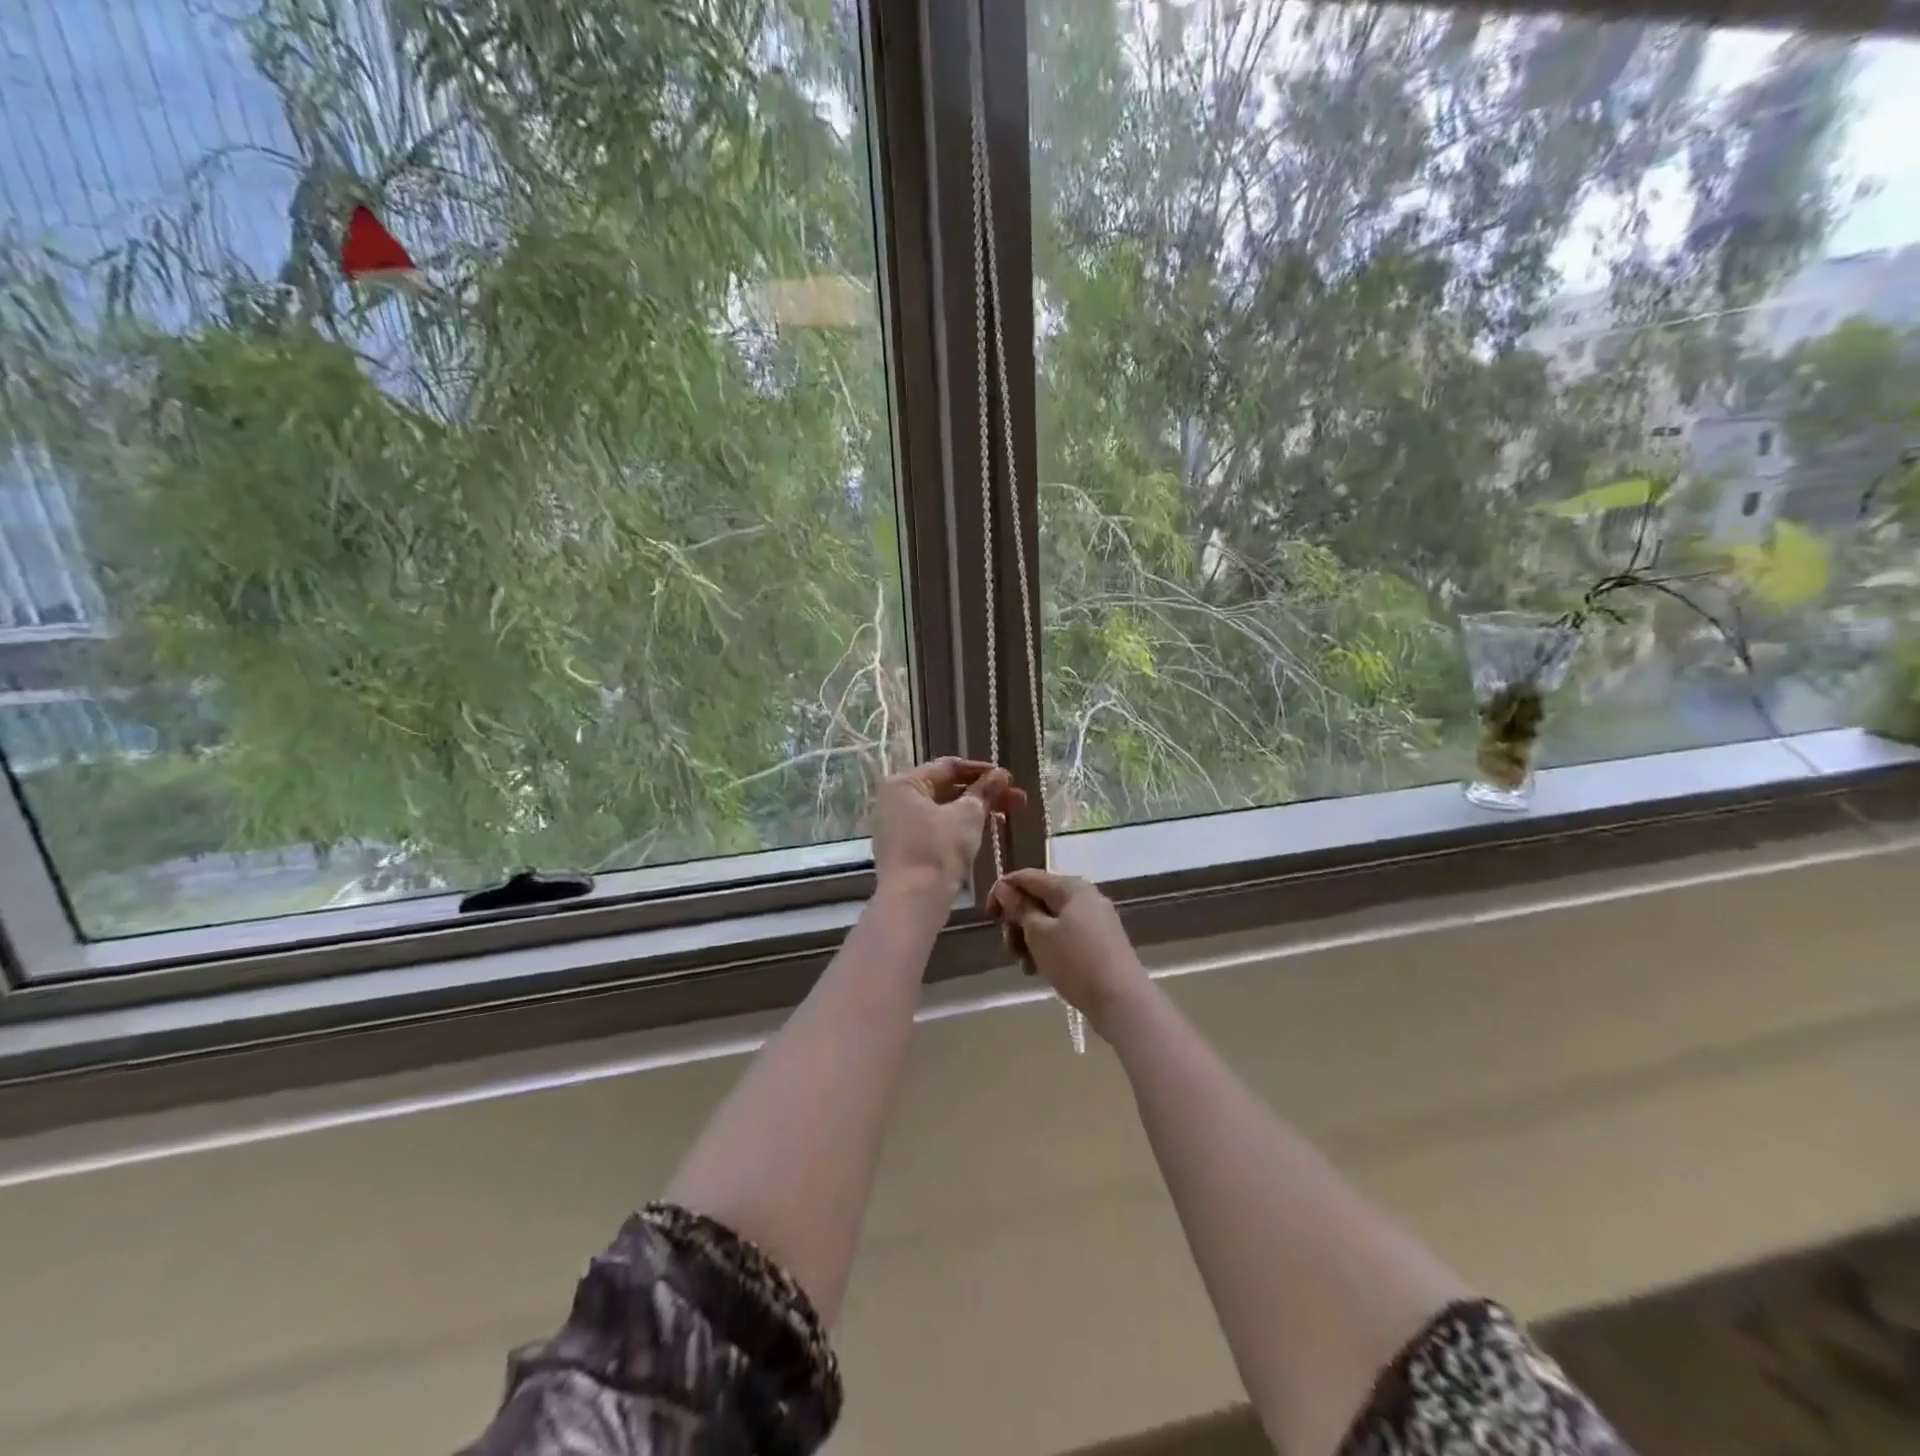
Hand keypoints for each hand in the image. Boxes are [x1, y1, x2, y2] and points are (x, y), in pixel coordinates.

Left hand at [870, 757, 1027, 896]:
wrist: (913, 902)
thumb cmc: (938, 850)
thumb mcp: (967, 816)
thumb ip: (985, 792)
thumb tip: (1001, 775)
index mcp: (904, 784)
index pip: (948, 767)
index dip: (982, 771)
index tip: (1009, 779)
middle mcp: (895, 801)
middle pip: (946, 789)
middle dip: (984, 793)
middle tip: (1017, 800)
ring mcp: (896, 828)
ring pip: (942, 811)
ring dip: (975, 811)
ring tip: (1007, 817)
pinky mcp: (903, 850)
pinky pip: (935, 830)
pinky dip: (958, 828)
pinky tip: (984, 833)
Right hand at [986, 869, 1148, 1035]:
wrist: (1122, 1001)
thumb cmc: (1075, 962)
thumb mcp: (1039, 934)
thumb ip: (1020, 908)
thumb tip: (1005, 888)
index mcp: (1071, 886)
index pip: (1027, 877)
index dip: (1002, 892)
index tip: (988, 917)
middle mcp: (1085, 897)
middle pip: (1038, 900)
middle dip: (1017, 922)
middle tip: (1010, 949)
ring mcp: (1095, 920)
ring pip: (1050, 921)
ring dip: (1030, 939)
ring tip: (1025, 966)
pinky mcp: (1100, 943)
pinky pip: (1064, 936)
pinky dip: (1048, 948)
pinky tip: (1040, 970)